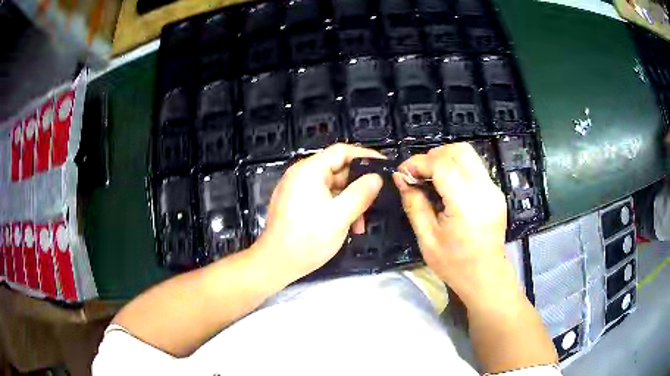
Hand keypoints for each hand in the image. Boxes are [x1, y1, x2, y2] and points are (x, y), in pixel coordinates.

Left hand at [254, 144, 383, 280]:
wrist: (275, 264)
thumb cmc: (307, 239)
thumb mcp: (340, 216)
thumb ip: (361, 194)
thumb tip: (376, 177)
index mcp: (309, 171)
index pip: (341, 151)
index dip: (365, 156)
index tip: (383, 167)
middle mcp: (301, 175)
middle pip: (337, 170)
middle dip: (358, 186)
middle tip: (376, 201)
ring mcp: (297, 190)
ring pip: (332, 187)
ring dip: (349, 201)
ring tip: (361, 224)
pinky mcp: (296, 204)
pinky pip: (322, 198)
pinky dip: (337, 208)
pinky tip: (347, 226)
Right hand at [393, 143, 515, 307]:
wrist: (485, 277)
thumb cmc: (455, 264)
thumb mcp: (427, 238)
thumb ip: (414, 204)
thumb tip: (401, 178)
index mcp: (466, 203)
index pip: (442, 164)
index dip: (419, 163)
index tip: (402, 172)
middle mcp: (484, 189)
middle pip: (459, 151)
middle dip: (433, 155)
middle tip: (418, 173)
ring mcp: (493, 189)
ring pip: (469, 155)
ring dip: (445, 159)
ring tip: (430, 177)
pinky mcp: (496, 192)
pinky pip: (474, 167)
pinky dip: (456, 168)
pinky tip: (446, 186)